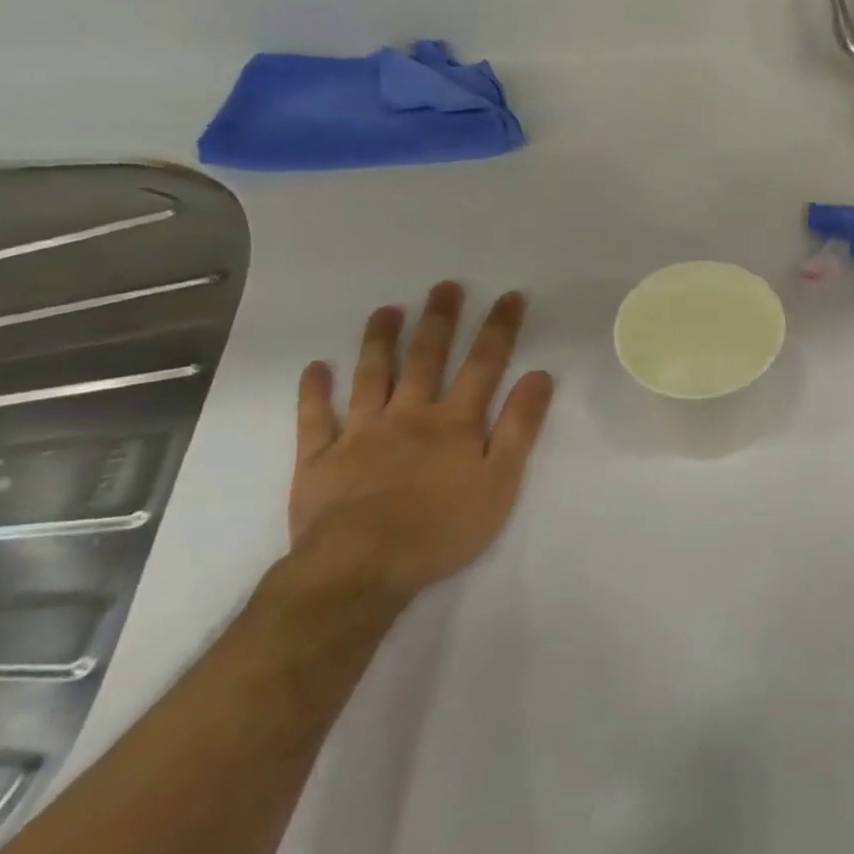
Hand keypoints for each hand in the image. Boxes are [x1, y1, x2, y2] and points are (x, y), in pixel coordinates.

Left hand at [287, 281, 554, 601]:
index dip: (499, 329)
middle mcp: (409, 415)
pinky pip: (315, 418)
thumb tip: (539, 376)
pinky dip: (314, 391)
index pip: (484, 364)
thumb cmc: (443, 528)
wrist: (363, 567)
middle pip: (426, 359)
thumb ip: (520, 426)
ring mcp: (360, 433)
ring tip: (386, 310)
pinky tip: (316, 368)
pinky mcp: (320, 459)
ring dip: (379, 341)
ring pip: (371, 377)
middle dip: (439, 320)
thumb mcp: (501, 481)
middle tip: (445, 287)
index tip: (510, 297)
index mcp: (455, 423)